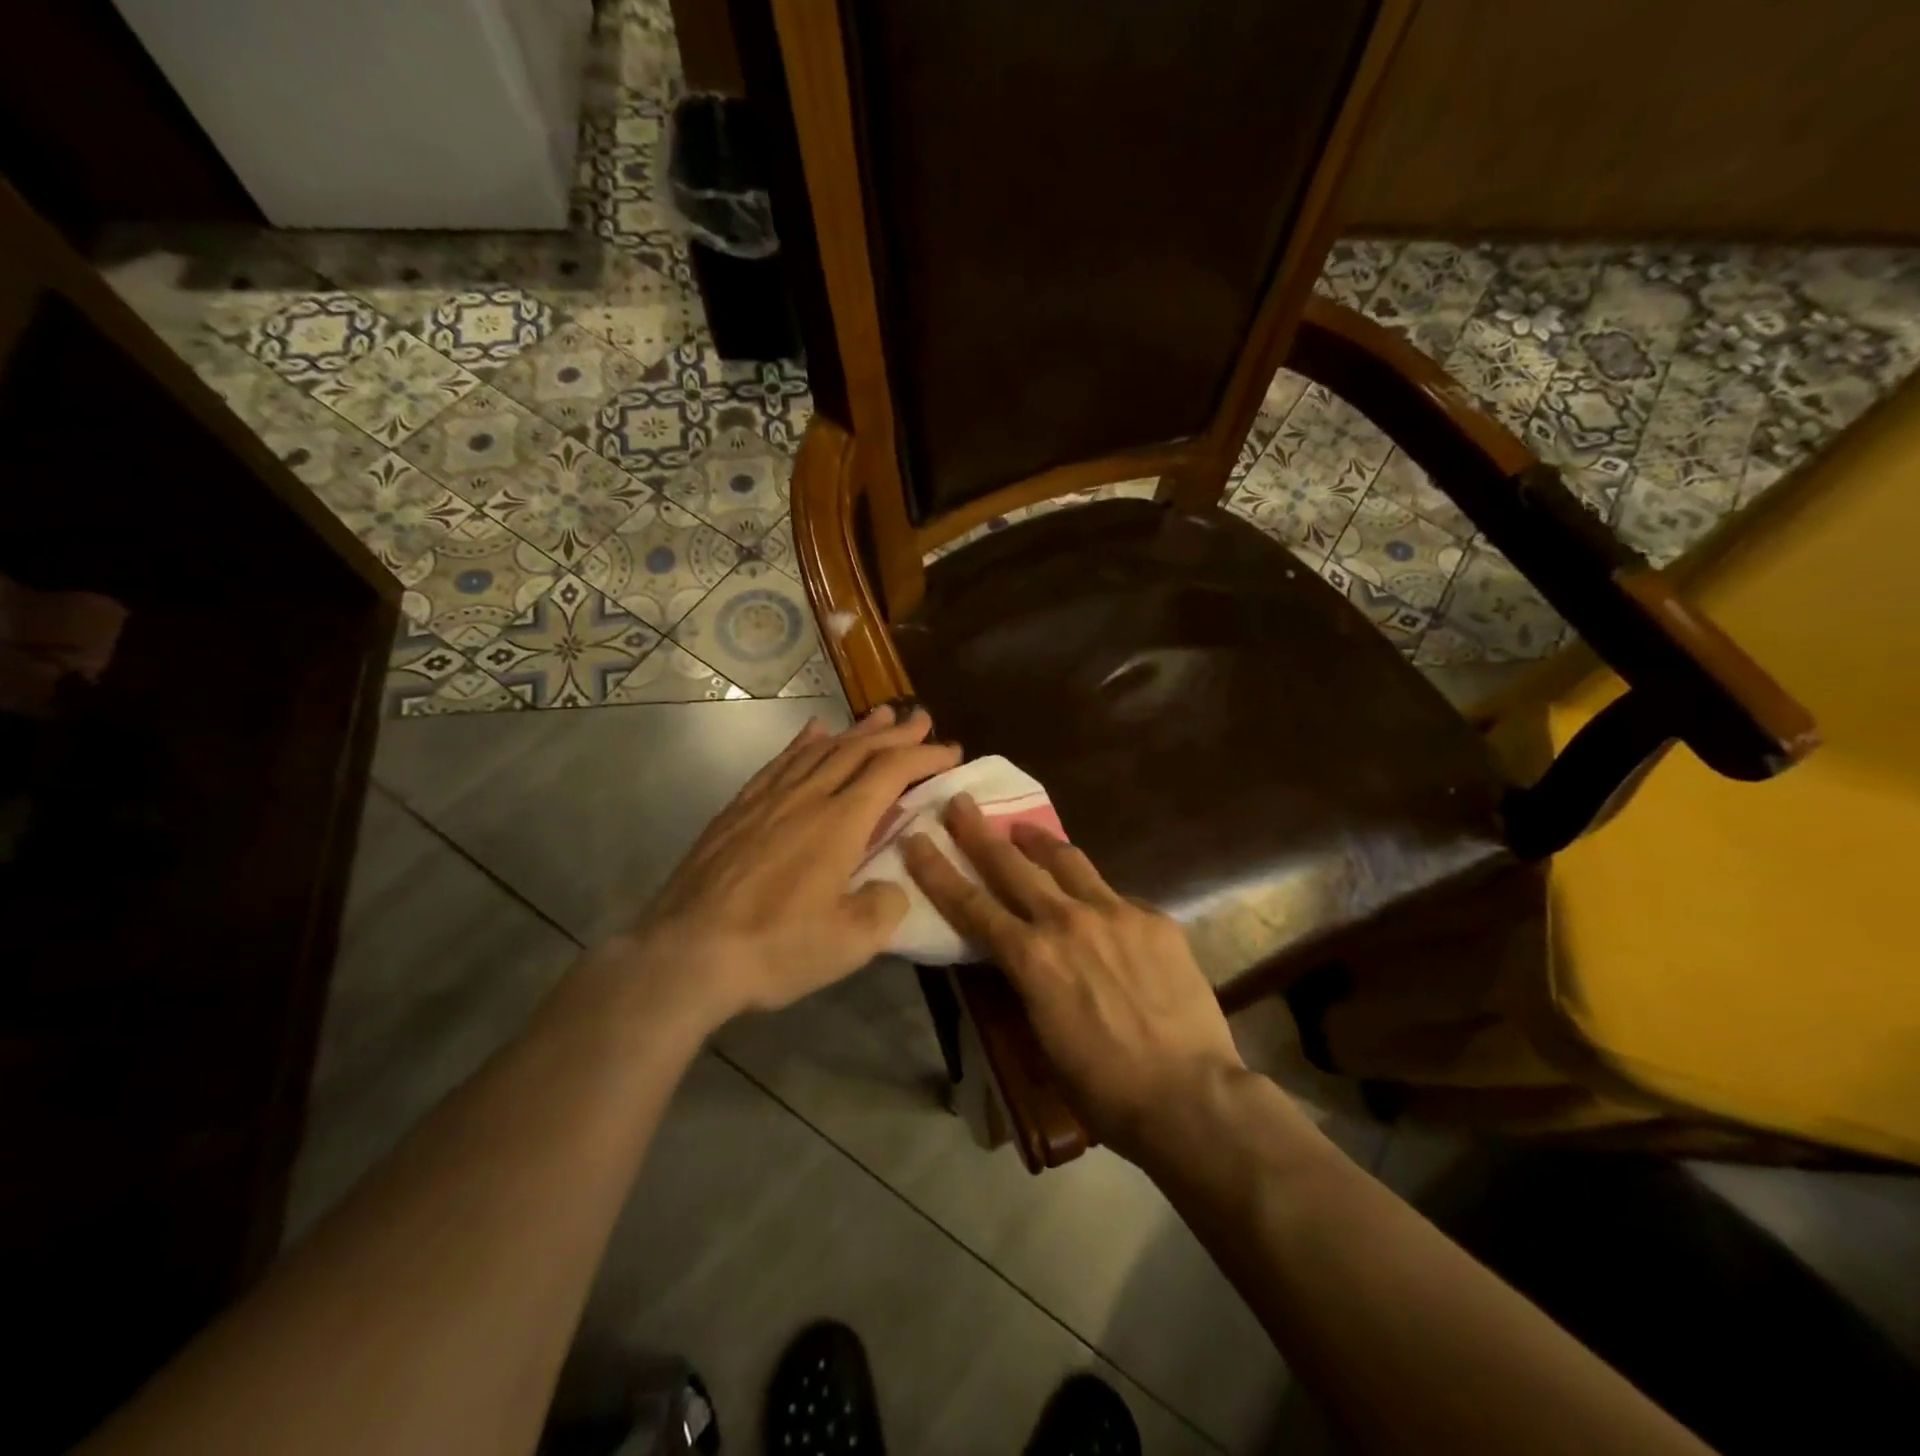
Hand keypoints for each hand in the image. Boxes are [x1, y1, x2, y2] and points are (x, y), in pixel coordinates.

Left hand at [613, 705, 960, 1028]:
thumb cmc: (774, 948)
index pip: (892, 772)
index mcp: (840, 823)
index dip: (925, 757)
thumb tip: (891, 885)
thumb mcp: (850, 943)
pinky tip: (813, 733)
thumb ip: (884, 906)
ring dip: (855, 731)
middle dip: (895, 733)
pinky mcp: (738, 810)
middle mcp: (806, 798)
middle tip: (922, 719)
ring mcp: (768, 800)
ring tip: (879, 716)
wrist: (685, 955)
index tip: (952, 750)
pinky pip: (779, 763)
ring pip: (819, 750)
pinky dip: (803, 743)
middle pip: (858, 751)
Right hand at [900, 796, 1243, 1160]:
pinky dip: (1095, 895)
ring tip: (1024, 829)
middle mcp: (1066, 921)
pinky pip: (1115, 896)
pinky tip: (1100, 908)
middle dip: (979, 832)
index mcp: (1031, 958)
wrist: (1188, 1095)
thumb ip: (1028, 982)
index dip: (937, 870)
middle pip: (1011, 865)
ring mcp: (1115, 913)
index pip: (970, 905)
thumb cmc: (1104, 1088)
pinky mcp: (1153, 919)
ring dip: (1038, 842)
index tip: (917, 838)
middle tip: (961, 804)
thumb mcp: (1043, 1037)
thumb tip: (1024, 956)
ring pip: (1066, 861)